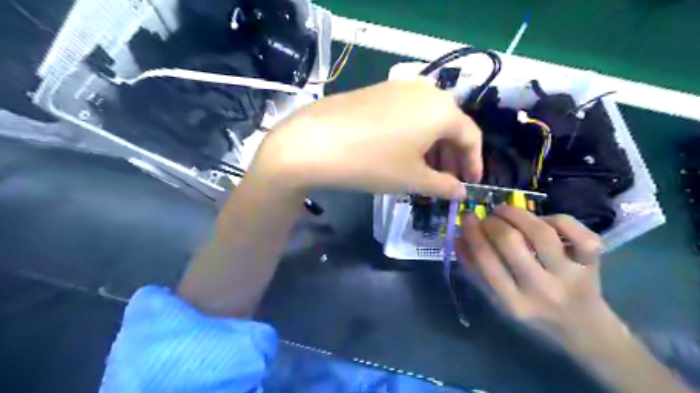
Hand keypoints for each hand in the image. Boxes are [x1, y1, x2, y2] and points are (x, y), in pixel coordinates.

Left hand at [248, 77, 484, 197]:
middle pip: (449, 125)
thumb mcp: (412, 179)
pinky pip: (407, 112)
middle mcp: (426, 90)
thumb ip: (443, 186)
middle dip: (451, 156)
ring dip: (432, 145)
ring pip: (427, 118)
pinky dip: (413, 134)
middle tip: (446, 180)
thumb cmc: (372, 162)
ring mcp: (398, 86)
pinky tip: (402, 151)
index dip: (474, 162)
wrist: (314, 142)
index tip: (470, 184)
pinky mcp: (377, 89)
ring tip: (424, 170)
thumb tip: (461, 191)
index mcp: (442, 109)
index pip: (471, 136)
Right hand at [458, 205, 610, 349]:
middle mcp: (541, 289)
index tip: (467, 218)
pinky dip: (557, 219)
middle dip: (493, 221)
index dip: (473, 233)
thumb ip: (476, 271)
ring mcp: (570, 275)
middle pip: (511, 241)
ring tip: (505, 211)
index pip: (486, 260)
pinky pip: (576, 231)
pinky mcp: (592, 264)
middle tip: (488, 217)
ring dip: (517, 213)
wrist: (584, 330)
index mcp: (513, 302)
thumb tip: (459, 238)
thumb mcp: (498, 301)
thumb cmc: (533, 314)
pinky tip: (542, 221)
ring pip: (541, 231)